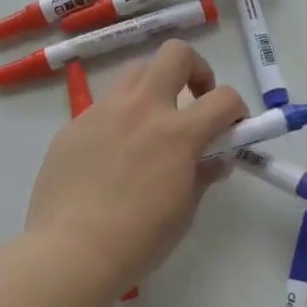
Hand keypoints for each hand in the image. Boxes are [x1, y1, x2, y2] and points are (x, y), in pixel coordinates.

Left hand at [26, 41, 246, 294]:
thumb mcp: (184, 210)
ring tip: (152, 123)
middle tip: (194, 100)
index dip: (237, 109)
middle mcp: (141, 109)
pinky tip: (112, 155)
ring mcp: (102, 112)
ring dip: (154, 88)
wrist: (69, 252)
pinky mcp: (73, 125)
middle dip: (195, 69)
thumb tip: (215, 160)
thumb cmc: (138, 240)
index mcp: (177, 132)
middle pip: (175, 54)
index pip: (224, 98)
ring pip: (135, 72)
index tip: (233, 127)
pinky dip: (119, 118)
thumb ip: (202, 175)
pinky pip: (104, 107)